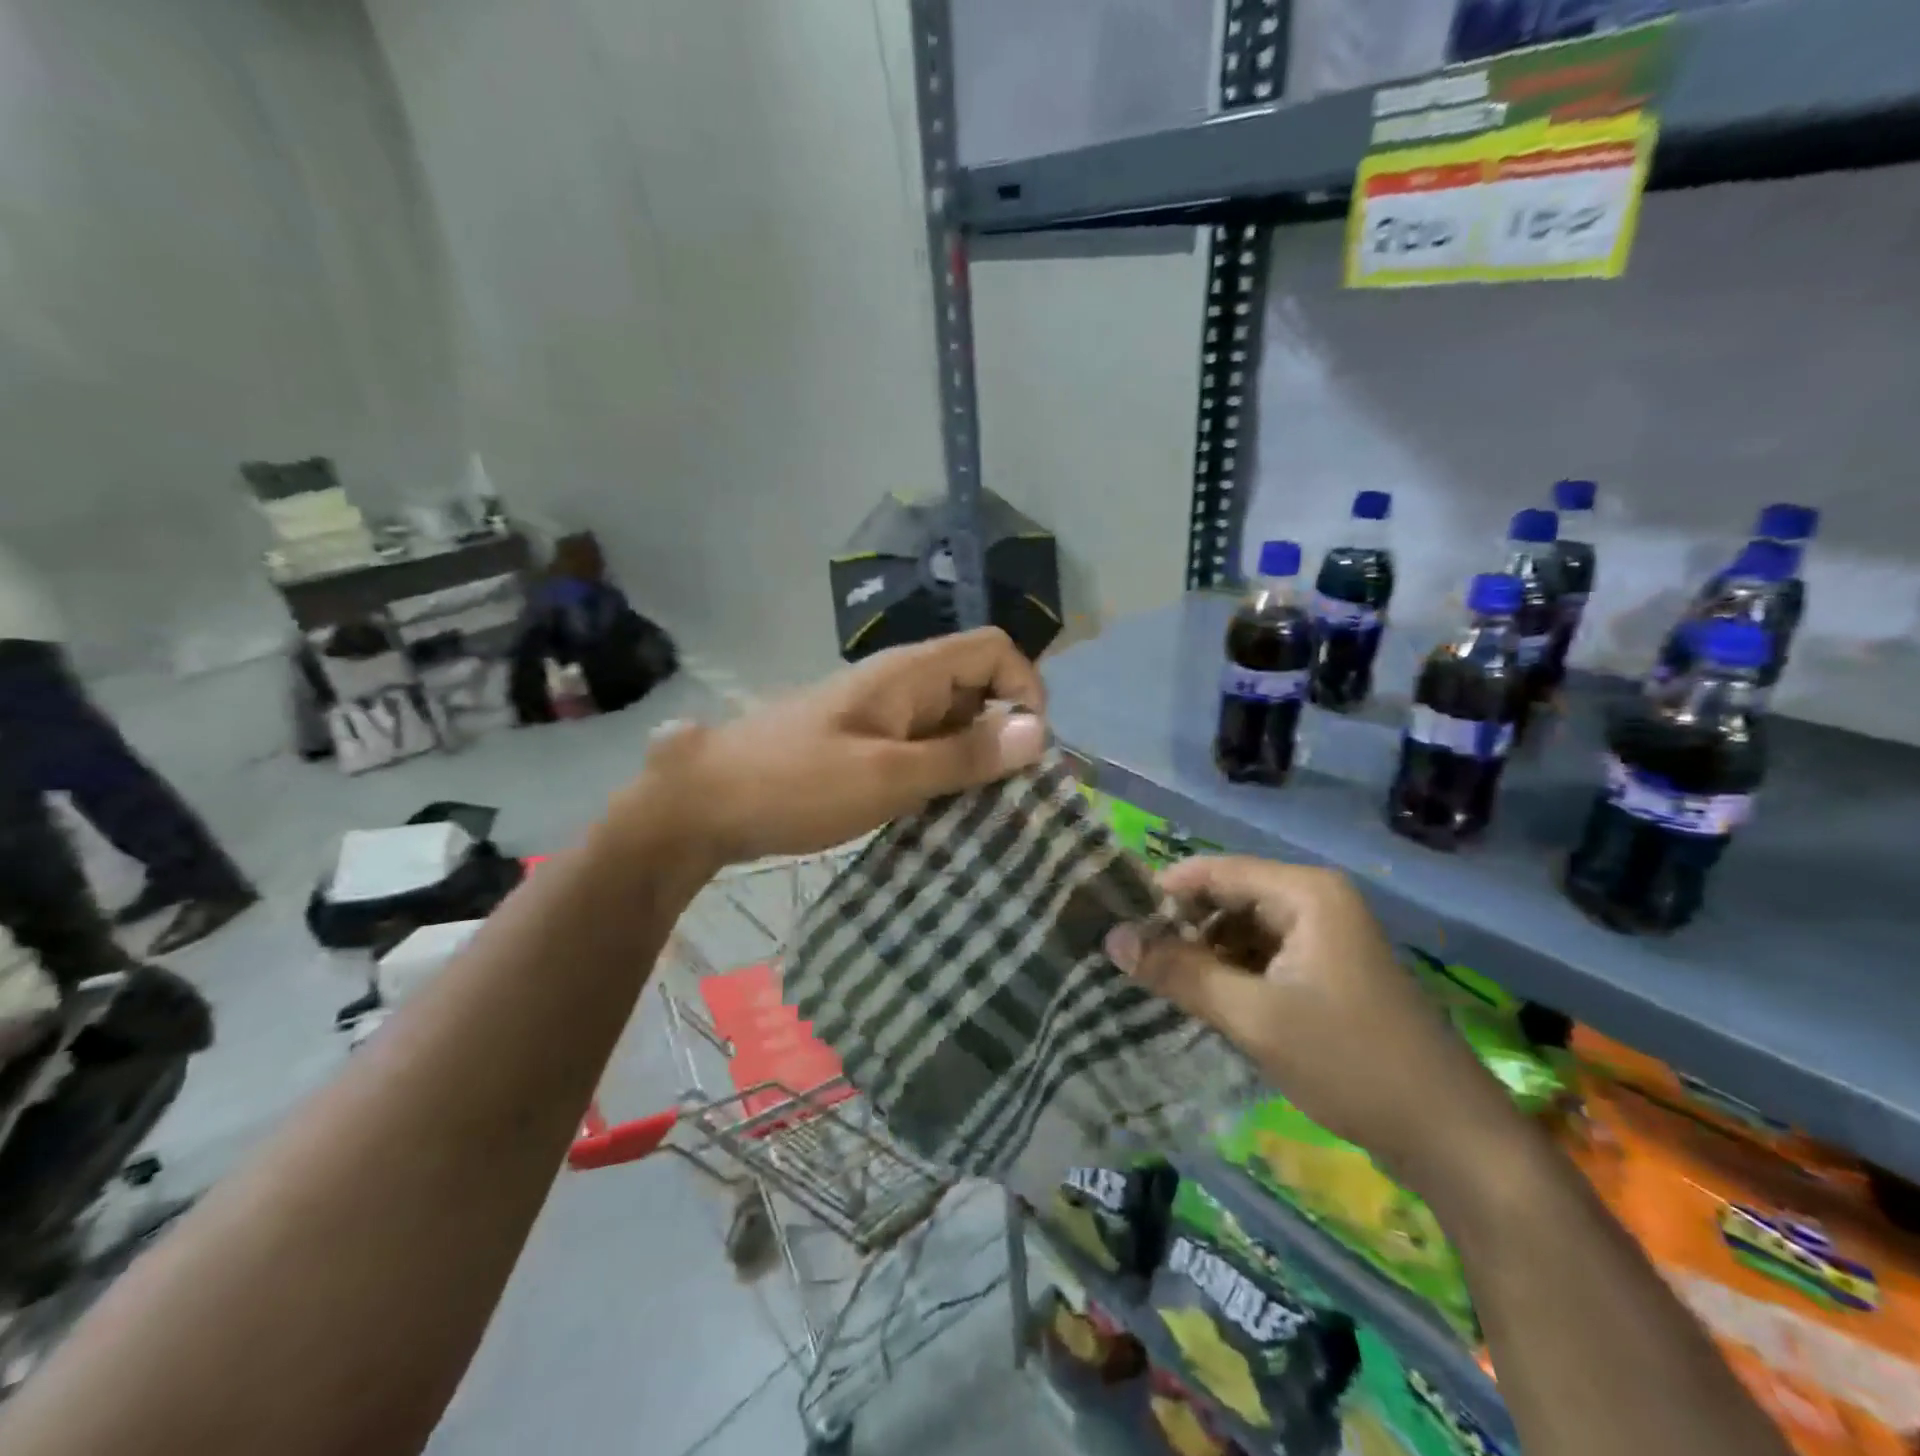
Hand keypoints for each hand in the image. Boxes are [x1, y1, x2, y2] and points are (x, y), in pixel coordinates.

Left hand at [621, 627, 1047, 867]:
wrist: (706, 802)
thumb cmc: (795, 784)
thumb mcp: (887, 776)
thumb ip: (963, 755)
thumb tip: (1039, 732)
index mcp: (910, 674)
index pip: (994, 649)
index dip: (1024, 689)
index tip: (1026, 751)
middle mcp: (903, 685)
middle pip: (979, 686)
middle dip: (1005, 732)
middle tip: (1011, 794)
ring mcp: (883, 716)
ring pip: (953, 722)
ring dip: (976, 759)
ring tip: (985, 811)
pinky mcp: (867, 745)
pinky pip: (925, 748)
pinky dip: (945, 774)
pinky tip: (944, 813)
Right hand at [1104, 857, 1527, 1198]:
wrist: (1452, 1138)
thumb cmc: (1350, 1062)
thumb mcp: (1253, 1017)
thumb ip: (1180, 973)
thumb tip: (1112, 938)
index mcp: (1305, 893)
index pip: (1214, 871)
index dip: (1163, 892)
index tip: (1117, 920)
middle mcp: (1316, 902)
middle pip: (1229, 898)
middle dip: (1182, 927)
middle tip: (1134, 959)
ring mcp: (1326, 938)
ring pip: (1243, 930)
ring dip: (1204, 953)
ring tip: (1160, 982)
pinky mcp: (1328, 972)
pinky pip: (1264, 957)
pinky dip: (1231, 973)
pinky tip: (1204, 1001)